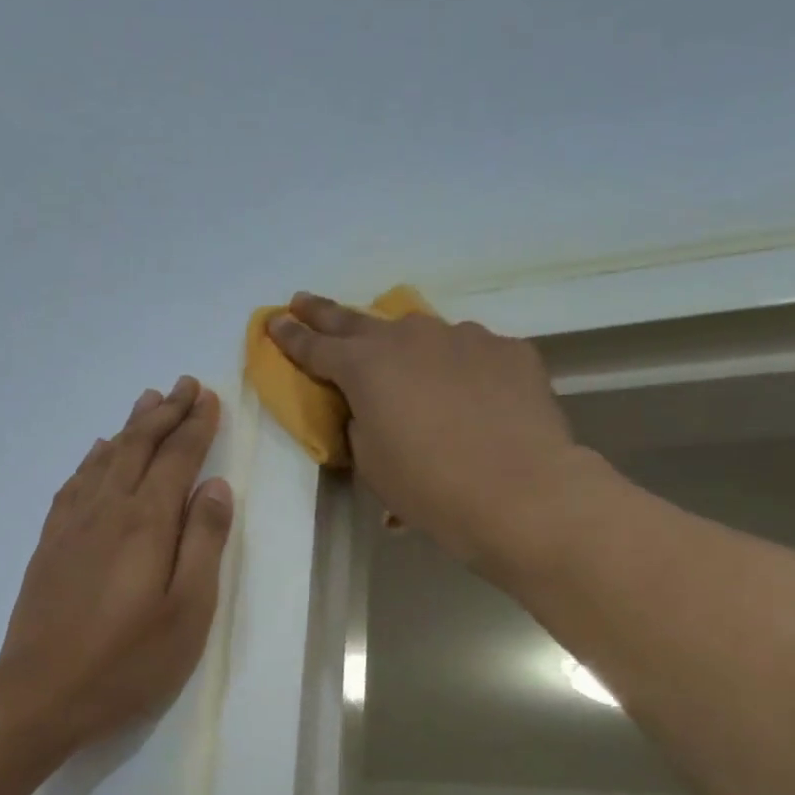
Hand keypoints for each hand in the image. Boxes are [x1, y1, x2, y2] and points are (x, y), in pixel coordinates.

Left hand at [0, 376, 232, 756]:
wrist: (40, 692)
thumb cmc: (128, 660)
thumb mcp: (187, 610)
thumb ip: (203, 542)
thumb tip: (216, 486)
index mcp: (147, 522)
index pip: (177, 458)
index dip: (195, 426)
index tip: (209, 397)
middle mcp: (108, 509)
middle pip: (140, 446)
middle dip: (165, 413)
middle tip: (184, 384)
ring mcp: (73, 524)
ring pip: (106, 457)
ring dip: (130, 426)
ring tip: (147, 400)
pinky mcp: (50, 542)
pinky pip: (74, 482)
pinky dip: (92, 457)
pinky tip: (97, 450)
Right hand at [268, 295, 594, 568]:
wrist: (521, 492)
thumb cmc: (429, 487)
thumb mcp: (372, 462)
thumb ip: (361, 424)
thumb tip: (374, 409)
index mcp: (365, 367)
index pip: (315, 347)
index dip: (290, 336)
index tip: (273, 320)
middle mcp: (410, 338)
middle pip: (357, 321)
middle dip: (325, 313)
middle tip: (303, 301)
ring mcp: (464, 337)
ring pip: (422, 335)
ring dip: (404, 346)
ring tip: (405, 365)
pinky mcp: (509, 350)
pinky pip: (471, 354)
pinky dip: (460, 369)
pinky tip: (471, 397)